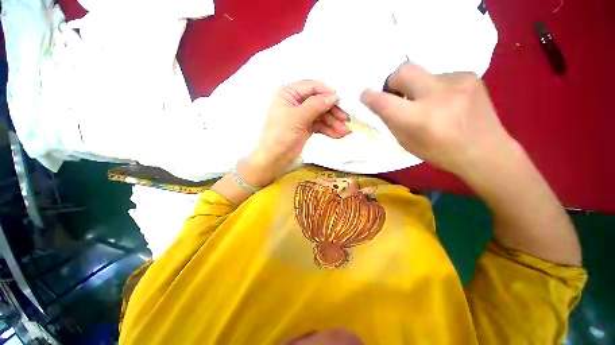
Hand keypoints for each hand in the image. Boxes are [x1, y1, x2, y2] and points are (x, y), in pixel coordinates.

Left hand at [245, 80, 350, 185]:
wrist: (274, 159)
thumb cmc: (280, 136)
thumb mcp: (297, 118)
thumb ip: (316, 105)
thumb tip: (333, 95)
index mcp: (289, 94)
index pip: (312, 87)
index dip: (327, 93)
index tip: (341, 101)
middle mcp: (296, 102)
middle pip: (319, 102)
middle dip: (333, 112)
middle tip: (346, 119)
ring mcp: (302, 116)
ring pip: (321, 116)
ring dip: (334, 123)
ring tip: (345, 132)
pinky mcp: (306, 128)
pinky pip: (320, 125)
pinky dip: (329, 130)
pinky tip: (338, 135)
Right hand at [360, 62, 516, 178]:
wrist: (486, 151)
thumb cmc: (440, 153)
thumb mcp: (407, 142)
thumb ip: (391, 121)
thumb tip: (380, 103)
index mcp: (419, 119)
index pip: (385, 102)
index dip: (370, 96)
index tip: (365, 94)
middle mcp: (437, 96)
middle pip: (403, 70)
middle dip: (393, 81)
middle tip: (396, 94)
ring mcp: (457, 82)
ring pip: (423, 74)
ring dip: (417, 88)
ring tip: (429, 104)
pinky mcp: (470, 76)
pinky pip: (440, 76)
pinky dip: (435, 88)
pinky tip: (446, 102)